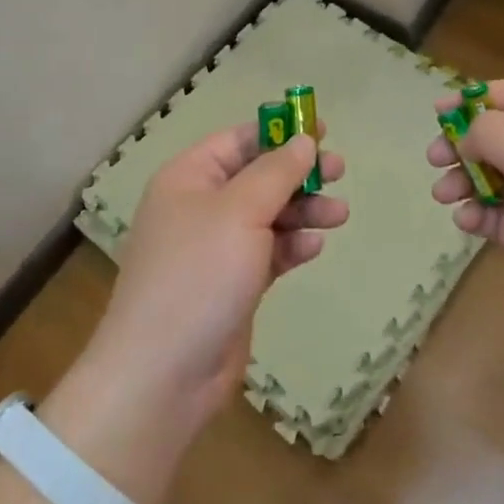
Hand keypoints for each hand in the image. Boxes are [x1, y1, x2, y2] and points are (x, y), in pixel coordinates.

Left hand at [87, 123, 345, 438]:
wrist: (164, 373)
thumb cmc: (198, 273)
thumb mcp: (240, 211)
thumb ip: (276, 173)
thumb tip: (303, 141)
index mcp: (189, 177)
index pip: (238, 140)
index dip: (279, 131)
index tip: (321, 130)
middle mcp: (200, 207)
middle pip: (257, 176)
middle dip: (298, 174)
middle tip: (339, 172)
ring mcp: (216, 248)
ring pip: (267, 215)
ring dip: (303, 211)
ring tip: (340, 215)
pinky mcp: (232, 284)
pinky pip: (268, 252)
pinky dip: (291, 246)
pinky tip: (315, 247)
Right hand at [428, 79, 503, 356]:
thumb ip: (490, 131)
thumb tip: (468, 137)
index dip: (473, 99)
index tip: (437, 113)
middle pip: (496, 137)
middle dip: (461, 144)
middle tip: (434, 158)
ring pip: (491, 177)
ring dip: (462, 181)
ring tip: (444, 195)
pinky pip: (497, 215)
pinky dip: (477, 214)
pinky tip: (467, 222)